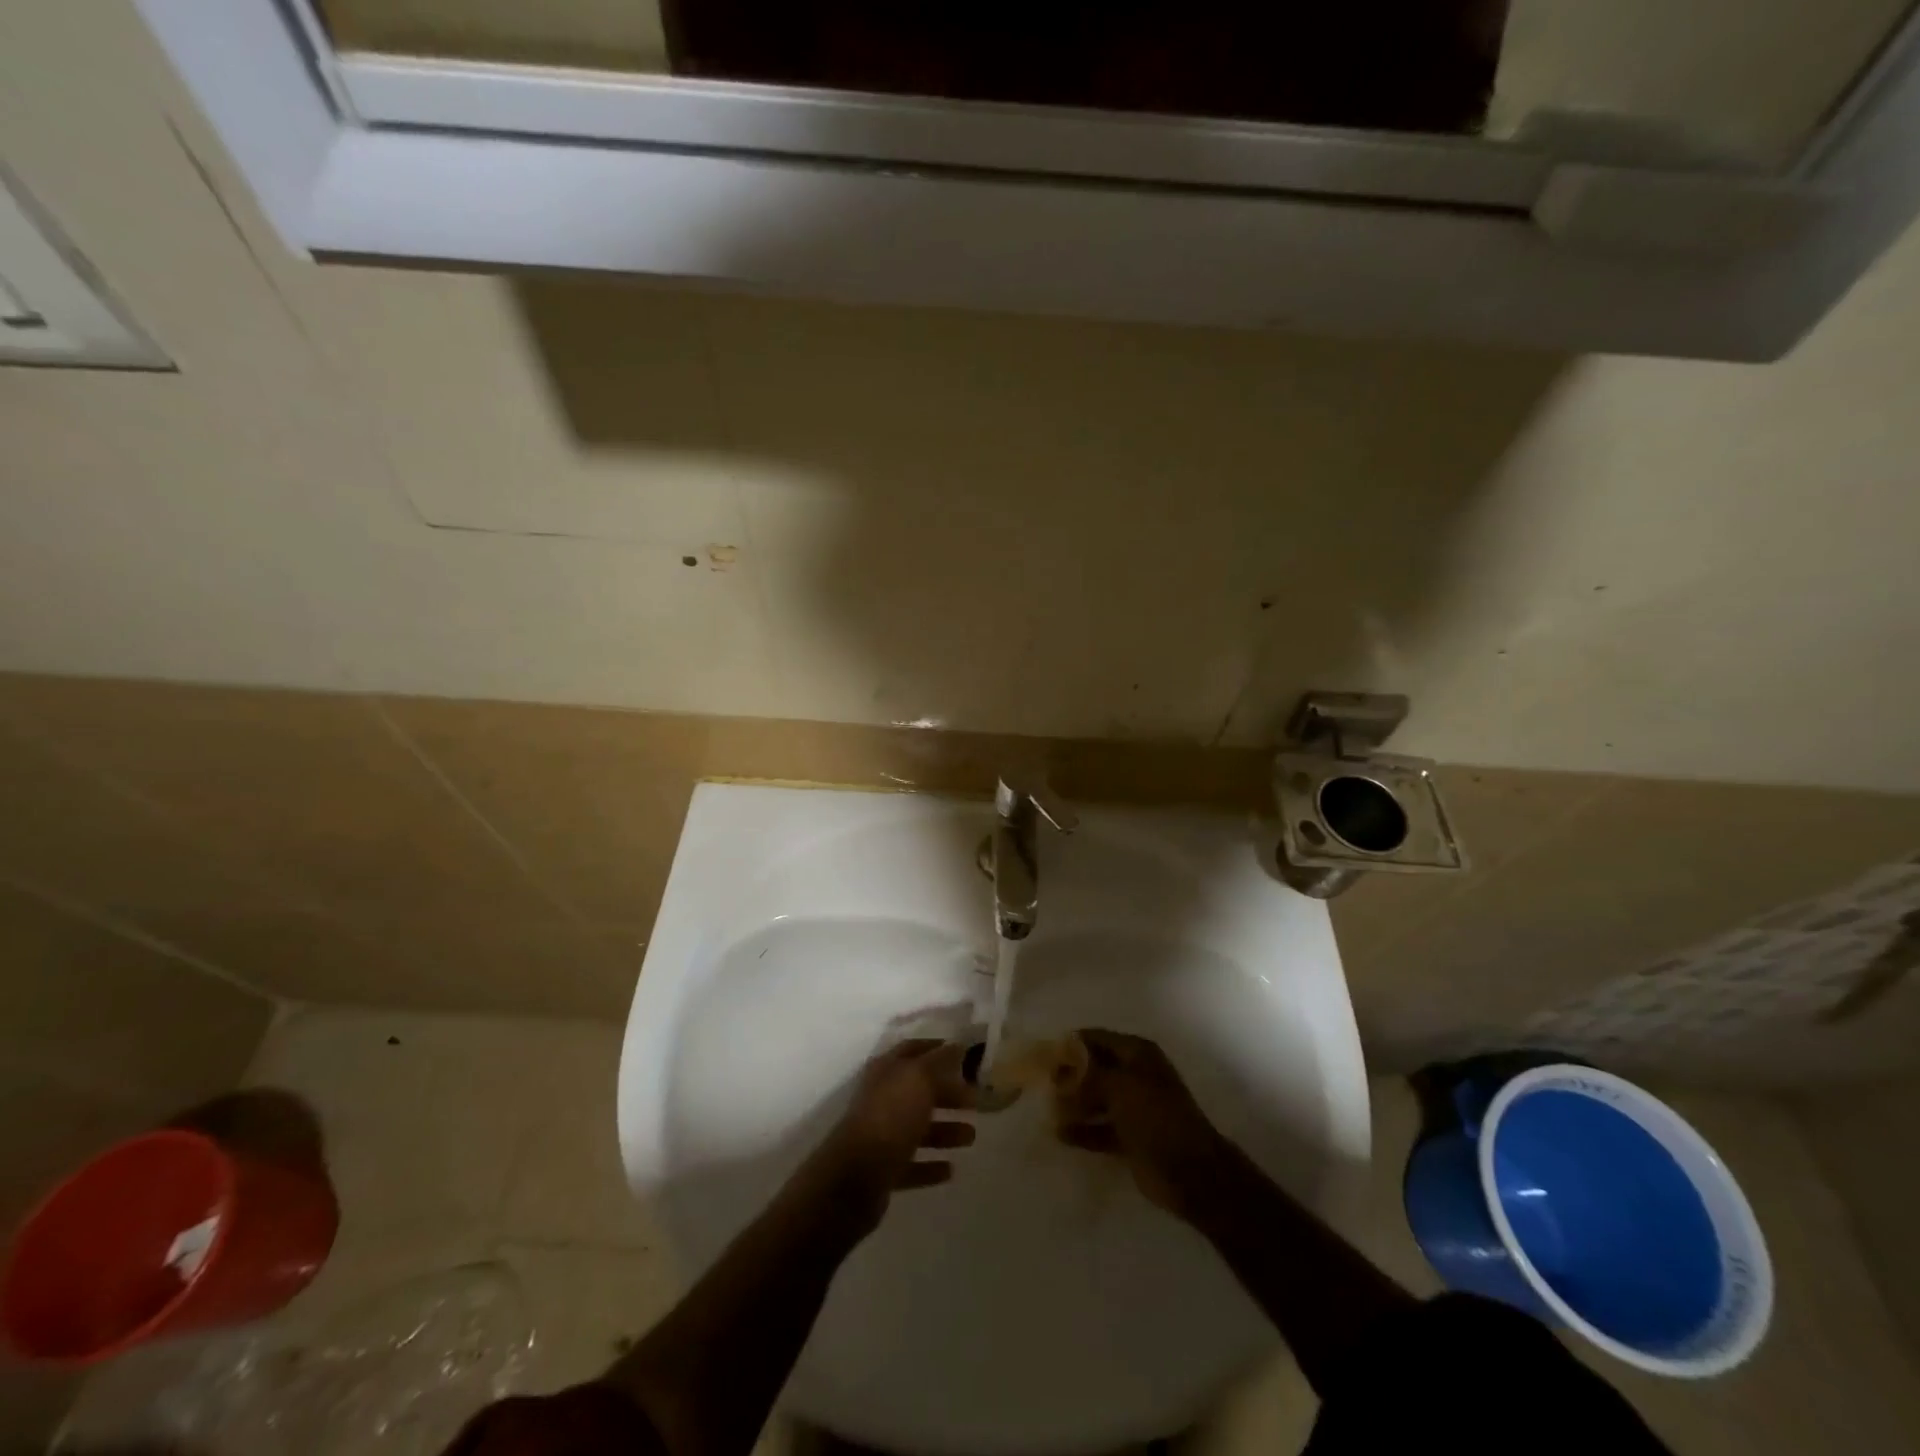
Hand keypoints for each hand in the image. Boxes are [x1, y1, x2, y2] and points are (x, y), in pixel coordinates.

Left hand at [808, 1039, 975, 1232]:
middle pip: (919, 1091)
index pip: (913, 1050)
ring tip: (971, 1136)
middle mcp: (881, 1098)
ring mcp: (880, 1135)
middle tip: (977, 1101)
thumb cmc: (890, 1117)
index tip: (966, 1054)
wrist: (856, 1178)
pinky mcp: (882, 1169)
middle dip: (948, 1094)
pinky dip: (930, 1165)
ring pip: (918, 1128)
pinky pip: (912, 1163)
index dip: (938, 1049)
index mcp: (886, 1071)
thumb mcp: (919, 1079)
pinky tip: (950, 1169)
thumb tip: (958, 1045)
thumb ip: (940, 1061)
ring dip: (945, 1131)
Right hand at [1052, 1029, 1232, 1220]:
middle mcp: (1134, 1075)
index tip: (1043, 1055)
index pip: (1096, 1038)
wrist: (1191, 1173)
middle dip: (1069, 1076)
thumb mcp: (1120, 1087)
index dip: (1070, 1045)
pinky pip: (1099, 1128)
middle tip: (1042, 1085)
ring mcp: (1133, 1107)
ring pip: (1095, 1099)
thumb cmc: (1156, 1117)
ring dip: (1073, 1104)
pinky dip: (1082, 1130)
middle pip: (1094, 1068)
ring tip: (1048, 1110)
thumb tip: (1061, 1069)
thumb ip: (1087, 1075)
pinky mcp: (1129, 1137)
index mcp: (1137, 1054)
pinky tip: (1060, 1134)